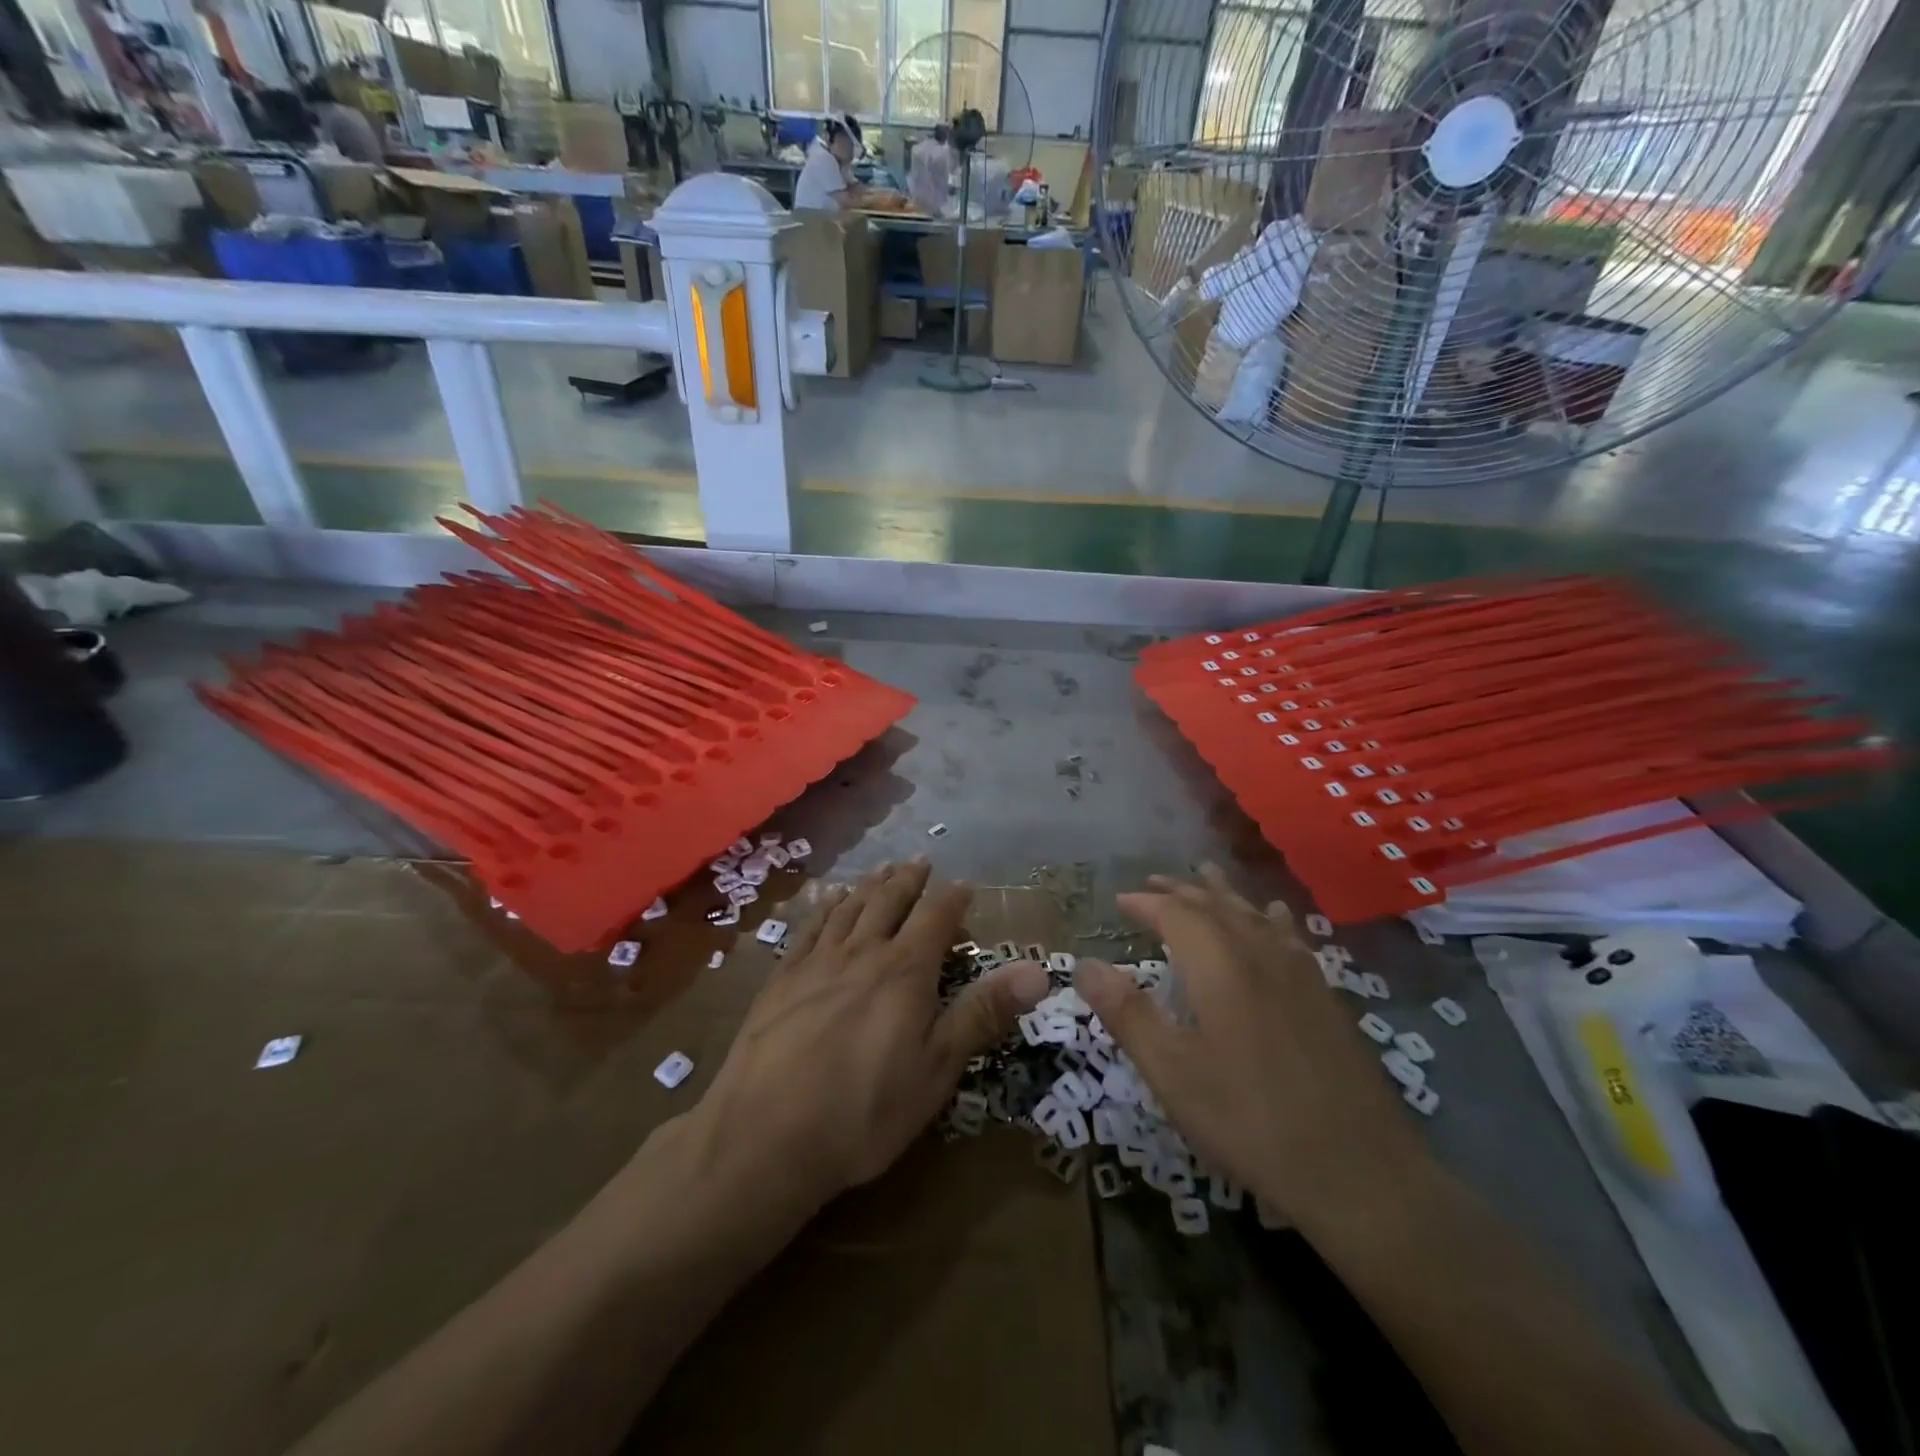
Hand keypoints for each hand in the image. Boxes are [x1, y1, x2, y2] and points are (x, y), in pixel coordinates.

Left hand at [689, 860, 1048, 1210]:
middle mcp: (862, 952)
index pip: (936, 917)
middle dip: (908, 880)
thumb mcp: (938, 1068)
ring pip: (849, 908)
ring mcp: (816, 963)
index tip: (965, 885)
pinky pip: (810, 928)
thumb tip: (1038, 971)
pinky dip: (825, 907)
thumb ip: (984, 1013)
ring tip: (881, 870)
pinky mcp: (781, 979)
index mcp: (905, 970)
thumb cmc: (865, 1110)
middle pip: (889, 902)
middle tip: (920, 861)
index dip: (953, 898)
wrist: (765, 1136)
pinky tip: (827, 900)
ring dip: (869, 885)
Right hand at [1075, 866, 1432, 1230]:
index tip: (1120, 900)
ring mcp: (1300, 973)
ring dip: (1224, 895)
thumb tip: (1083, 964)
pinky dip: (1269, 918)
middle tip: (1155, 880)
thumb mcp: (1172, 1072)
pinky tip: (1275, 918)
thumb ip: (1126, 1013)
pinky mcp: (1327, 996)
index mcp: (1218, 966)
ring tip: (1207, 877)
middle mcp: (1259, 954)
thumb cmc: (1249, 1119)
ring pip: (1255, 915)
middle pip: (1217, 905)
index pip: (1175, 914)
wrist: (1359, 1170)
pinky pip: (1289, 936)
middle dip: (1182, 890)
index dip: (1146, 903)